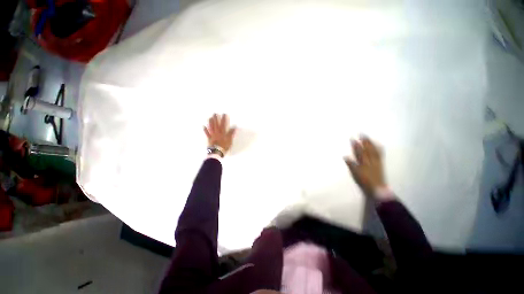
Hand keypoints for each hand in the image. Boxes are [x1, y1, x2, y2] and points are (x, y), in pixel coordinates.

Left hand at [204, 114, 235, 153]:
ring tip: (210, 117)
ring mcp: (212, 135)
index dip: (224, 119)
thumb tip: (234, 127)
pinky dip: (205, 130)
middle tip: (215, 113)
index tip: (224, 114)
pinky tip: (203, 126)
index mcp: (222, 132)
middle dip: (216, 118)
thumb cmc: (224, 146)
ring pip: (211, 127)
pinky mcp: (209, 138)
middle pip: (216, 124)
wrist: (217, 152)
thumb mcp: (230, 140)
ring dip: (210, 122)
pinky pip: (207, 133)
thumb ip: (231, 133)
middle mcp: (217, 132)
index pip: (223, 124)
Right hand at [345, 136, 386, 196]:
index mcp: (363, 163)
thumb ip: (351, 165)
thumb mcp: (355, 174)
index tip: (353, 138)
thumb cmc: (365, 181)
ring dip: (371, 143)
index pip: (359, 152)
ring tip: (368, 137)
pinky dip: (379, 148)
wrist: (377, 189)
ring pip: (374, 150)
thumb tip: (345, 157)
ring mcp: (376, 162)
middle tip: (362, 133)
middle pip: (367, 149)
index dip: (356, 145)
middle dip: (364, 141)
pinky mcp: (380, 164)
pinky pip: (380, 154)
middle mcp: (370, 160)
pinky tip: (378, 145)